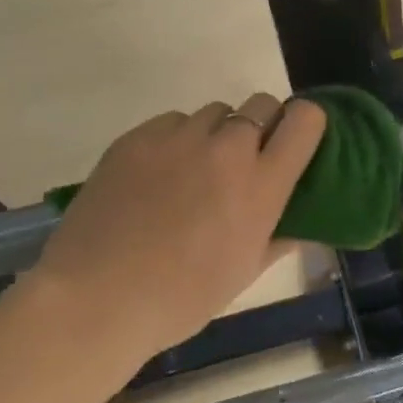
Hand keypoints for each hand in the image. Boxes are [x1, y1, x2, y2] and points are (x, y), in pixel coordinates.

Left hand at [28, 94, 327, 369]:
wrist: (96, 298)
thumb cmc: (181, 298)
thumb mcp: (243, 273)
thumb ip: (279, 239)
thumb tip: (301, 226)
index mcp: (262, 184)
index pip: (304, 120)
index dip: (306, 122)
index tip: (295, 142)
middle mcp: (227, 149)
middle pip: (261, 104)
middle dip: (262, 124)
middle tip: (244, 161)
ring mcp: (179, 138)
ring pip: (214, 111)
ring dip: (216, 133)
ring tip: (194, 170)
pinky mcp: (137, 136)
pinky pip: (171, 122)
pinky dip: (175, 139)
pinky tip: (157, 175)